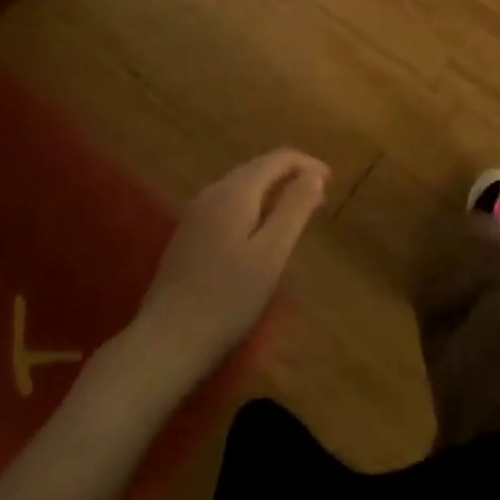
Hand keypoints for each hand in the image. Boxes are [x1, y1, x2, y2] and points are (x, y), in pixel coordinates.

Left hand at [133, 149, 329, 381]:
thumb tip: (314, 175)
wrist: (167, 340)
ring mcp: (195, 214)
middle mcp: (213, 192)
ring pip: (241, 187)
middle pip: (257, 169)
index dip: (307, 164)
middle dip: (291, 177)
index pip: (277, 159)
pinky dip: (253, 207)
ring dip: (272, 192)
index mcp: (235, 192)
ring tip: (296, 214)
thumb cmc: (228, 297)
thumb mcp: (272, 253)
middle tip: (319, 199)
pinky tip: (260, 232)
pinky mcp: (188, 235)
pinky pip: (228, 205)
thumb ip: (294, 208)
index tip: (332, 182)